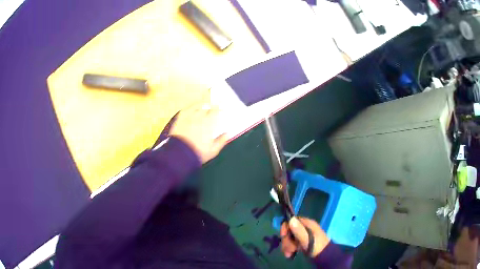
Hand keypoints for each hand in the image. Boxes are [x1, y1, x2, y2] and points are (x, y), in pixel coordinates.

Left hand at [170, 102, 226, 163]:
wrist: (179, 154)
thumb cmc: (198, 153)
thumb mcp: (212, 150)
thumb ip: (221, 141)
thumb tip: (228, 134)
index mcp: (208, 124)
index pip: (215, 111)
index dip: (219, 108)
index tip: (221, 107)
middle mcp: (199, 117)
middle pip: (206, 107)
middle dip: (211, 106)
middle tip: (213, 106)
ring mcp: (188, 117)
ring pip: (196, 106)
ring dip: (201, 104)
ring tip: (204, 104)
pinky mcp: (179, 119)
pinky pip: (186, 109)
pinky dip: (190, 107)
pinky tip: (192, 108)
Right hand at [280, 217, 329, 257]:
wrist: (324, 255)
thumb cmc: (317, 246)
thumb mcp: (307, 239)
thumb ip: (299, 230)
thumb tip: (291, 219)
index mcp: (306, 223)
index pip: (291, 221)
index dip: (285, 228)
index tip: (284, 236)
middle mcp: (303, 228)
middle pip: (288, 231)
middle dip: (286, 241)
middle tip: (290, 249)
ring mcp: (302, 235)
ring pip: (288, 238)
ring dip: (287, 246)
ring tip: (290, 254)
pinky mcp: (300, 242)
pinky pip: (290, 244)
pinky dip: (288, 249)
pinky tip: (290, 255)